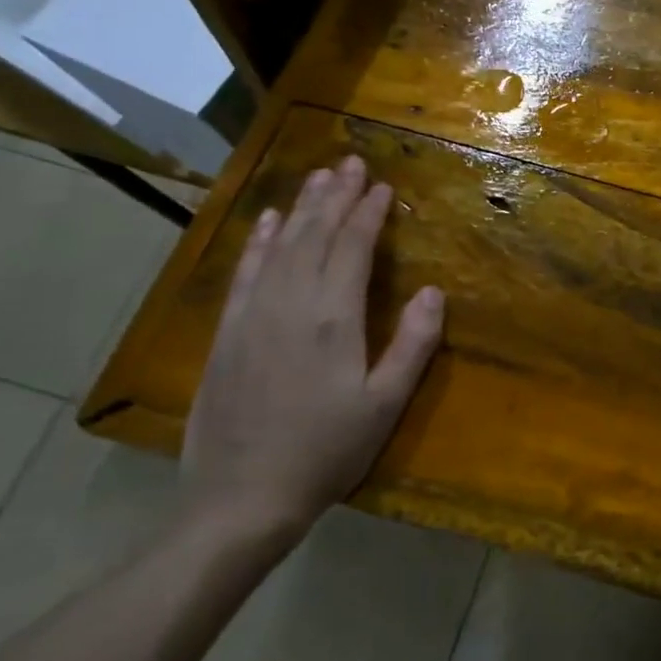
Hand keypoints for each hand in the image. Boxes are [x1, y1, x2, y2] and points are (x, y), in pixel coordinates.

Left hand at [181, 156, 443, 548]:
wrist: (239, 498)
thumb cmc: (326, 451)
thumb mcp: (385, 404)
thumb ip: (412, 344)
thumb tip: (432, 291)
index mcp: (332, 319)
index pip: (352, 248)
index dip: (368, 213)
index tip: (382, 185)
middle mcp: (289, 304)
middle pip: (315, 236)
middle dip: (336, 196)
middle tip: (350, 162)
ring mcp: (252, 316)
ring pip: (280, 246)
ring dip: (302, 208)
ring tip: (318, 177)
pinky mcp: (227, 334)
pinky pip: (245, 273)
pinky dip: (260, 242)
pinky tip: (270, 223)